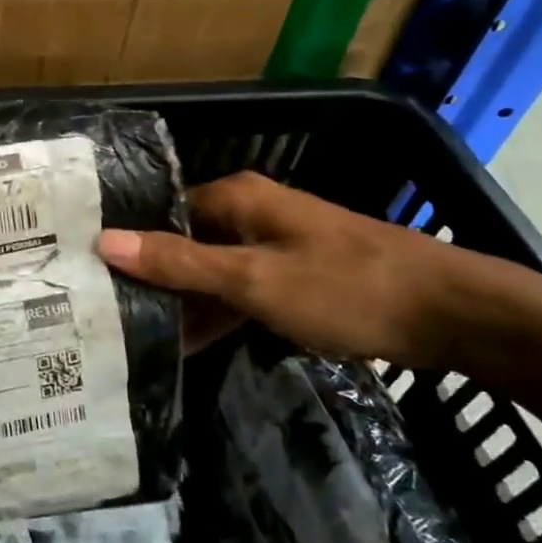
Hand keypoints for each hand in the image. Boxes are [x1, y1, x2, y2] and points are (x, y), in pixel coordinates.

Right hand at [96, 171, 467, 366]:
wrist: (450, 312)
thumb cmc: (345, 288)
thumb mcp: (253, 279)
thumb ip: (179, 262)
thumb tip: (106, 241)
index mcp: (235, 197)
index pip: (161, 215)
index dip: (128, 245)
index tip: (91, 280)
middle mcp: (249, 211)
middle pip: (183, 241)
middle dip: (150, 276)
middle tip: (106, 315)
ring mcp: (273, 244)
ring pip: (210, 269)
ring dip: (182, 300)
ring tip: (134, 335)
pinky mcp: (293, 274)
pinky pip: (238, 288)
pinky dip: (216, 312)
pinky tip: (188, 345)